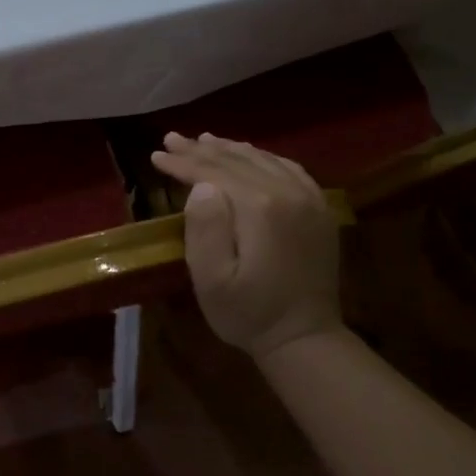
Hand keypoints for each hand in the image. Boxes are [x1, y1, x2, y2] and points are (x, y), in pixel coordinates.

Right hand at [150, 133, 345, 360]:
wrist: (304, 337)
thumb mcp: (212, 280)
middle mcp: (288, 192)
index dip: (182, 162)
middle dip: (201, 149)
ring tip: (204, 140)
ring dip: (231, 149)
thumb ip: (205, 228)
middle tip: (171, 138)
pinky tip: (249, 156)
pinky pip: (289, 169)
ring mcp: (310, 199)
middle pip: (238, 160)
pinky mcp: (320, 210)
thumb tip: (201, 187)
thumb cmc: (248, 313)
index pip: (213, 172)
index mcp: (260, 207)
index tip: (156, 155)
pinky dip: (263, 158)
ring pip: (264, 160)